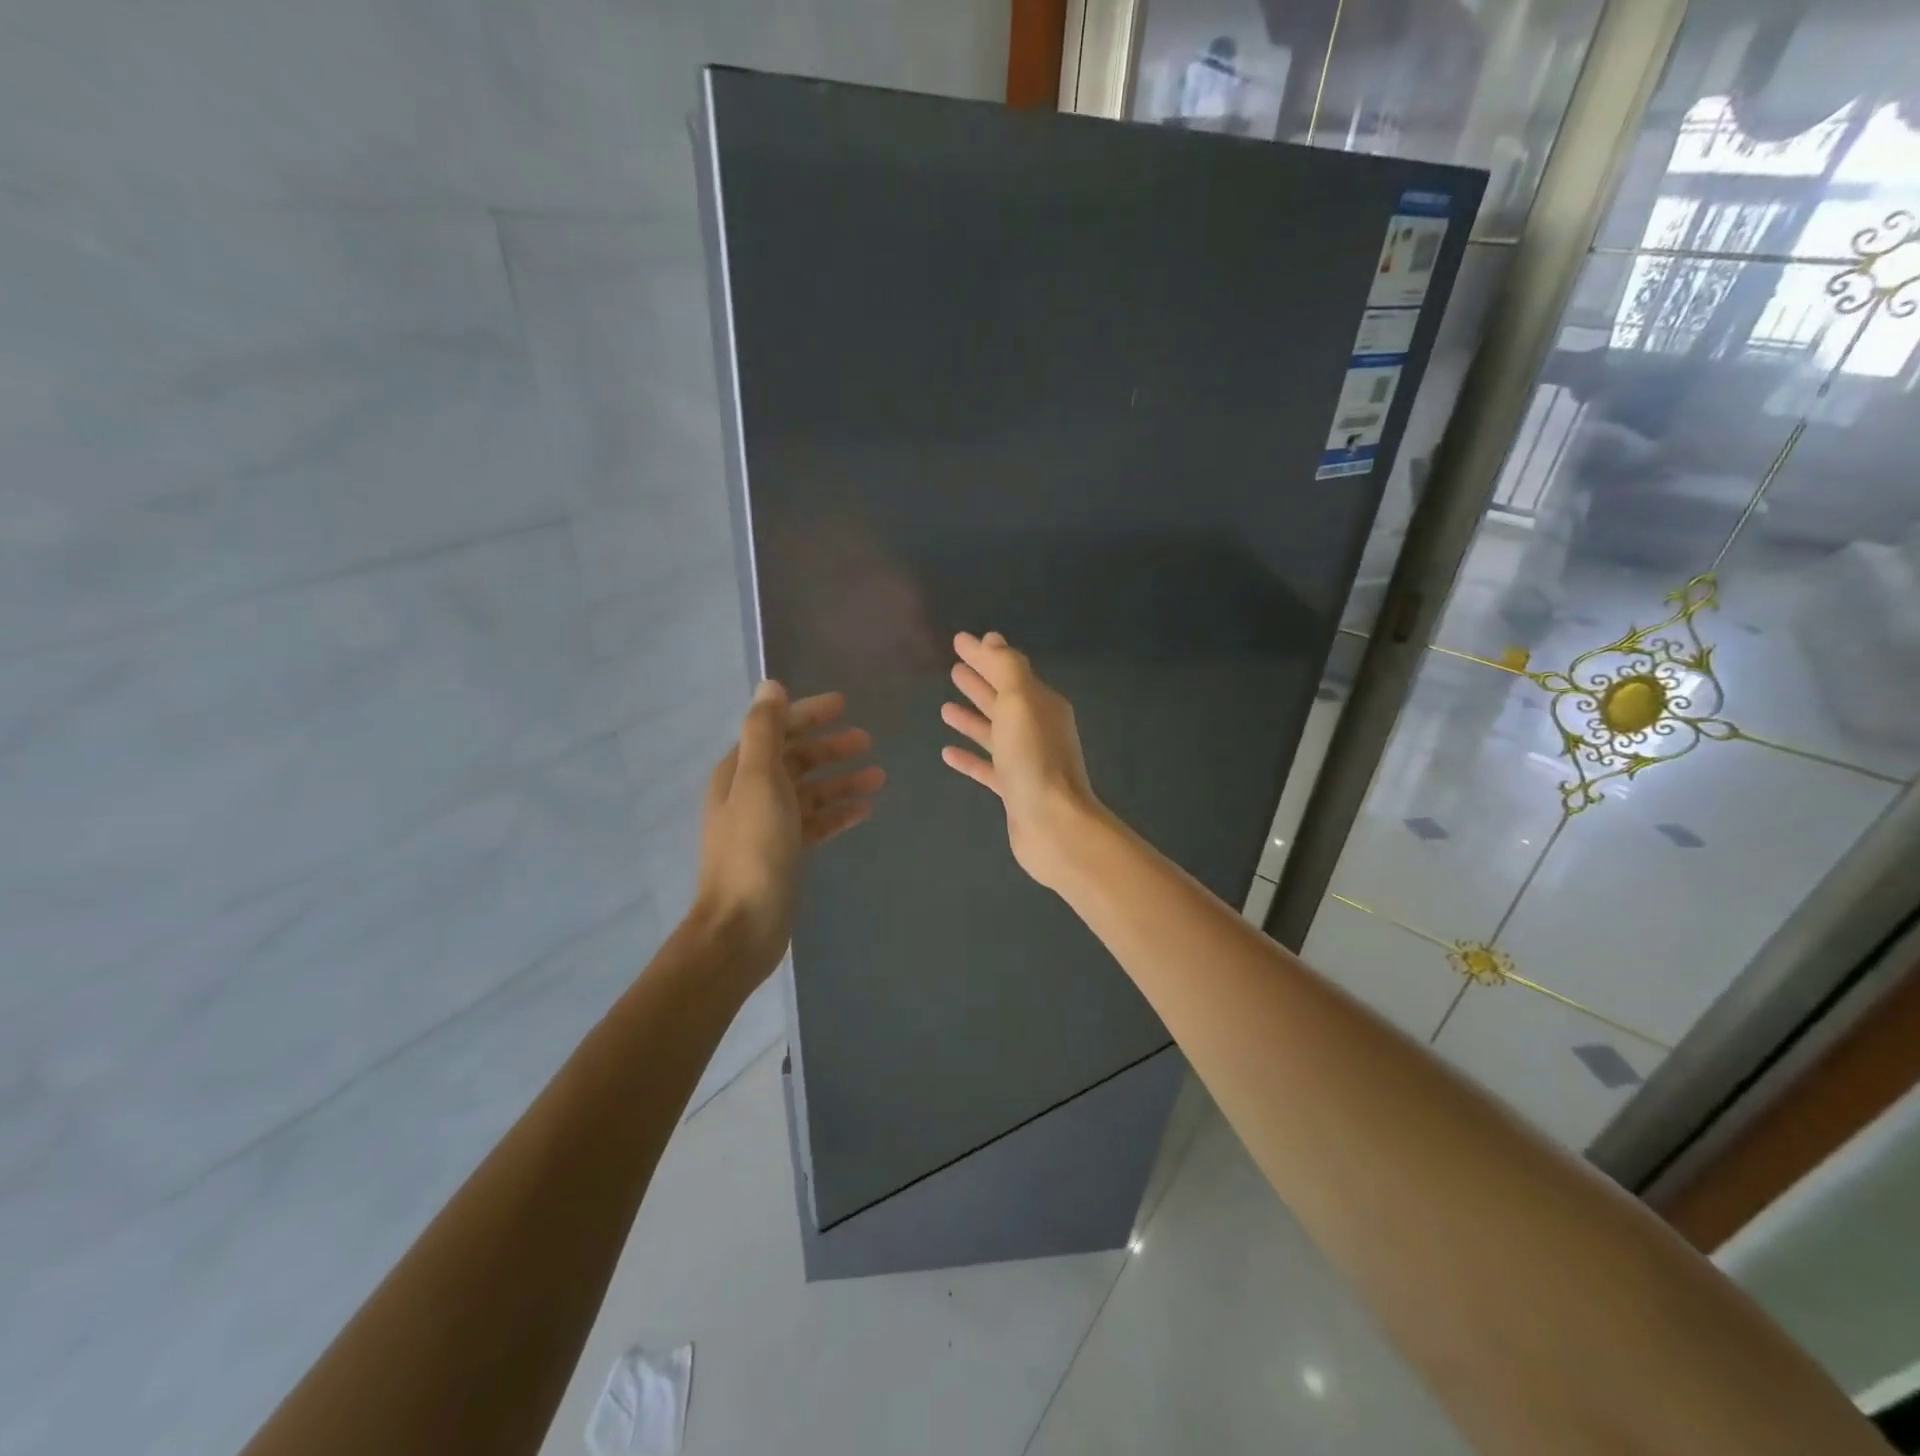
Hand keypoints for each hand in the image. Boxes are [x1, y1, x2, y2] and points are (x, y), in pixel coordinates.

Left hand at [693, 683, 883, 981]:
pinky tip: (866, 808)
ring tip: (879, 775)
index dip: (809, 714)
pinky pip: (817, 822)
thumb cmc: (753, 848)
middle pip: (796, 759)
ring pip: (811, 791)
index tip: (844, 704)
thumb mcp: (759, 780)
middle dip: (830, 747)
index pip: (777, 729)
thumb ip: (765, 732)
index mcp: (740, 771)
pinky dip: (839, 811)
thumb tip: (771, 686)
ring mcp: (770, 824)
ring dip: (842, 780)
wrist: (742, 925)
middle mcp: (752, 792)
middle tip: (868, 740)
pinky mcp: (787, 851)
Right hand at [940, 632, 1104, 890]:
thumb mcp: (1020, 701)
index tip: (958, 641)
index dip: (984, 655)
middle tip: (954, 668)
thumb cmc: (1034, 758)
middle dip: (980, 682)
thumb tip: (991, 640)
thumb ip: (1006, 668)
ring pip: (995, 732)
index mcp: (1042, 704)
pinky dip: (970, 757)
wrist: (1052, 824)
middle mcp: (1037, 729)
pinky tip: (947, 752)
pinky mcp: (1014, 790)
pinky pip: (988, 766)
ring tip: (944, 707)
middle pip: (1003, 699)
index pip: (1009, 670)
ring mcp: (1026, 761)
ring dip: (972, 718)